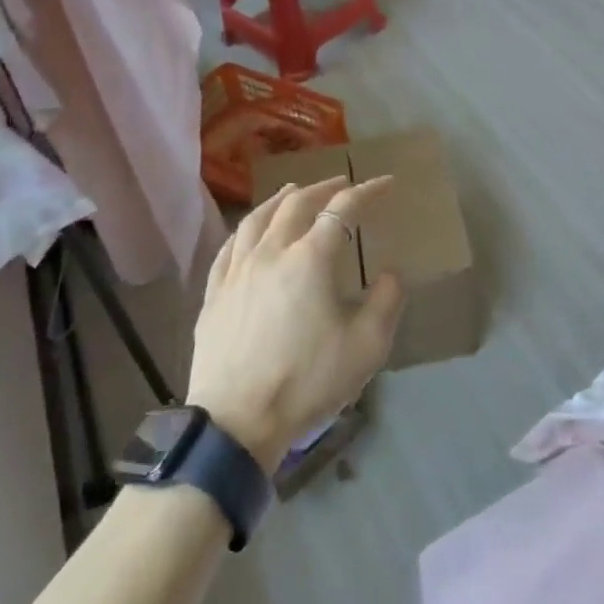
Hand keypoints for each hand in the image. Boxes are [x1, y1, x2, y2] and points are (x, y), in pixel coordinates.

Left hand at [186, 176, 404, 472]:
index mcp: (310, 260)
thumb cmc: (307, 381)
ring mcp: (236, 271)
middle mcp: (271, 252)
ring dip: (282, 198)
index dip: (367, 192)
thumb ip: (386, 303)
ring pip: (257, 218)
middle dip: (324, 187)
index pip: (342, 210)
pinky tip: (250, 231)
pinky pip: (230, 246)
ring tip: (294, 191)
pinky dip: (247, 227)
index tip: (386, 183)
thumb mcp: (366, 348)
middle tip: (342, 182)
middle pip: (296, 204)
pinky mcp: (214, 293)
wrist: (236, 421)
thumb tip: (390, 274)